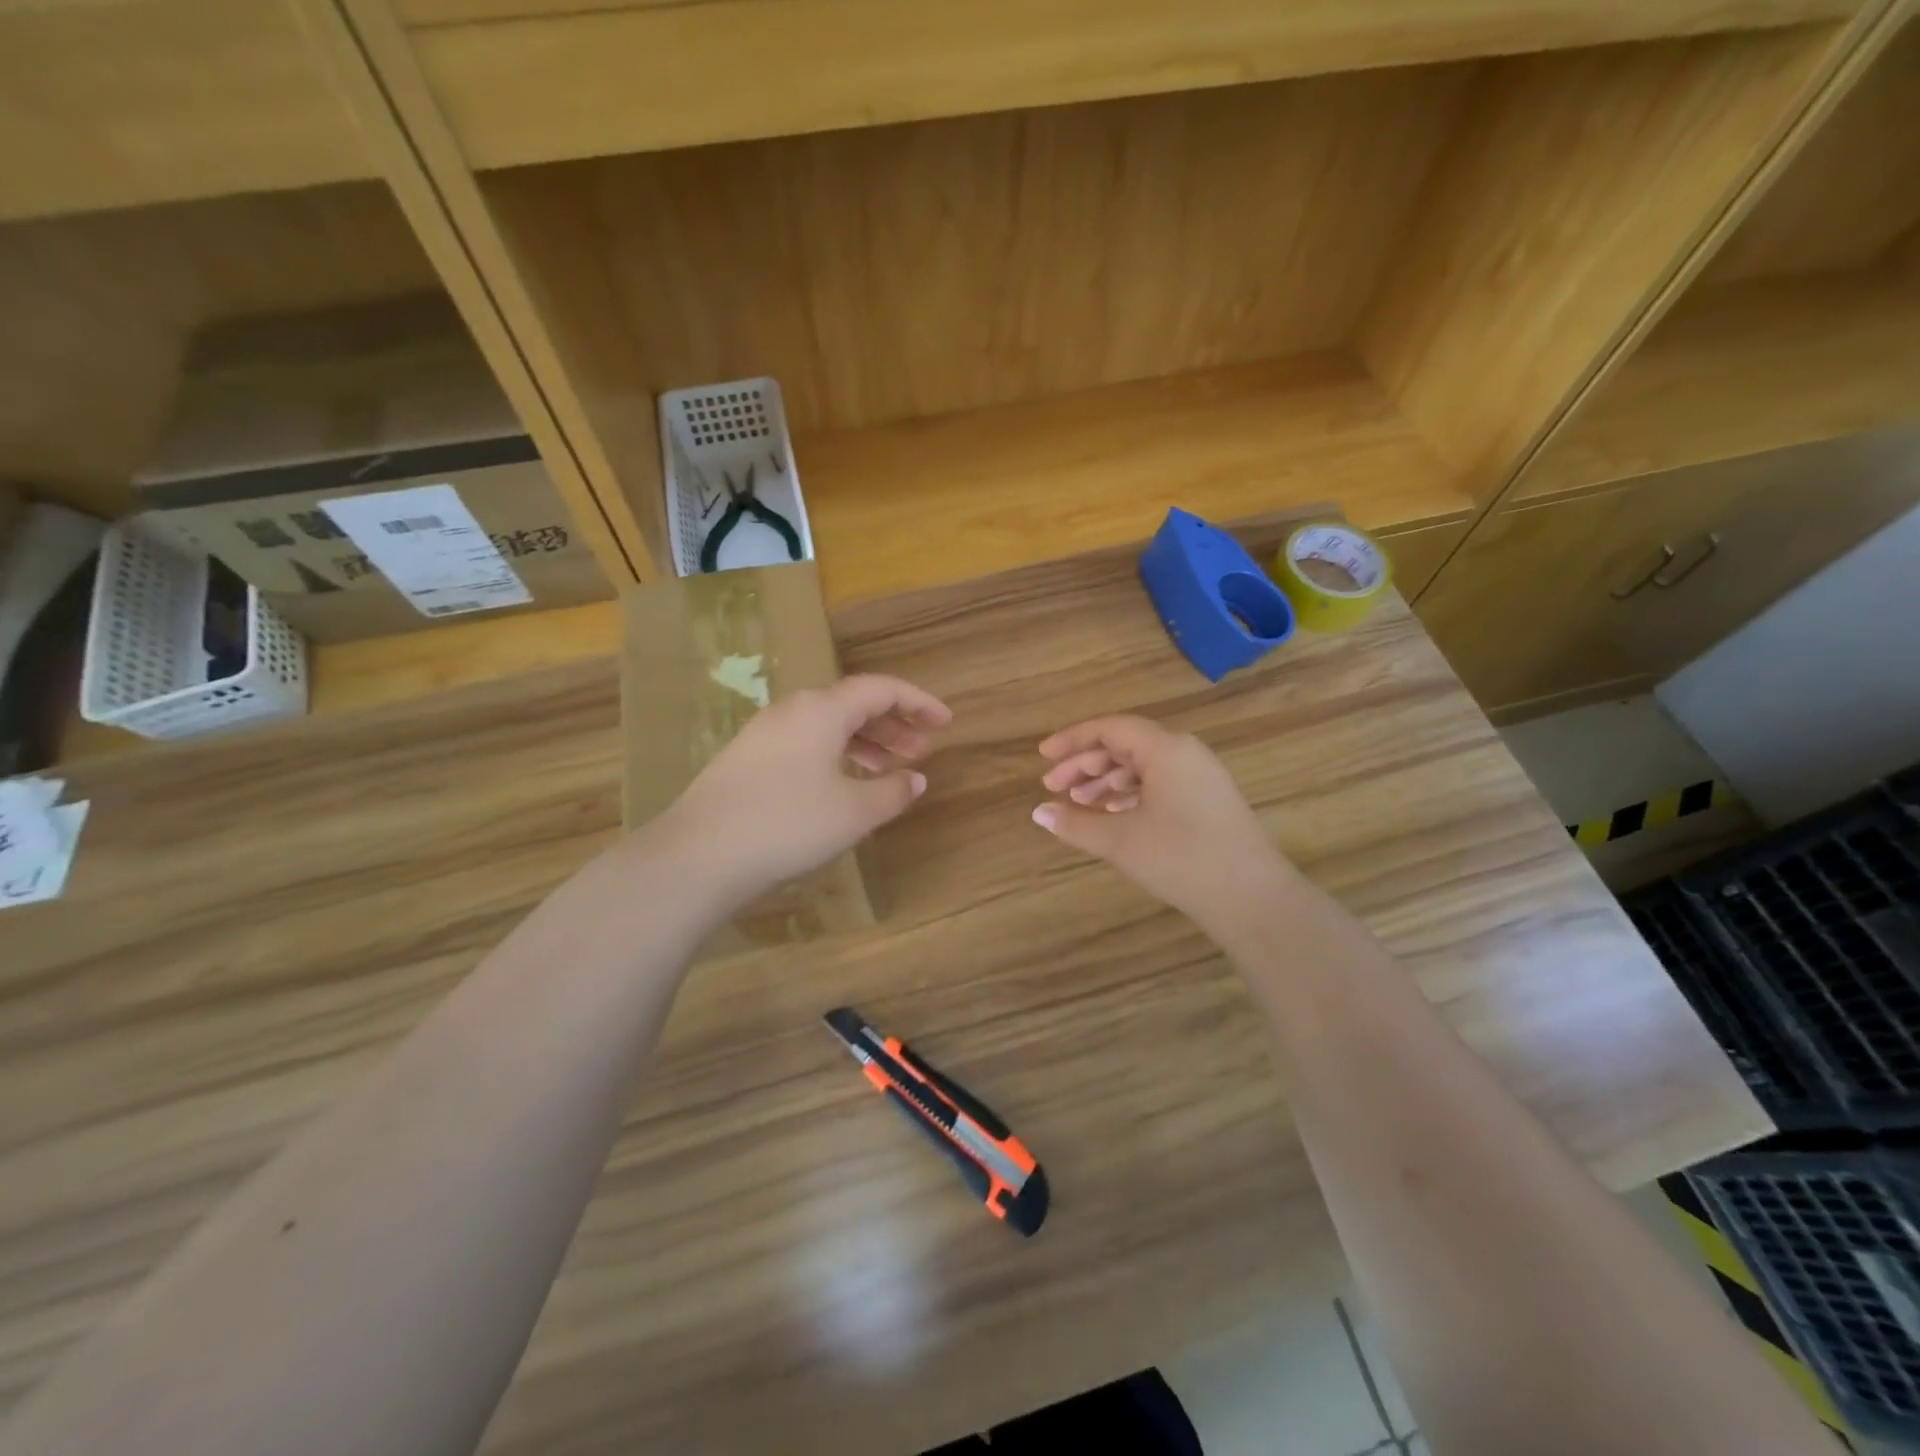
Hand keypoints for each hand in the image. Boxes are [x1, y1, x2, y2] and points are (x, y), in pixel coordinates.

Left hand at [661, 674, 950, 906]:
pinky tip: (843, 785)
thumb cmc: (789, 824)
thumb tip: (916, 779)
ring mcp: (764, 733)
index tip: (944, 722)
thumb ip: (893, 791)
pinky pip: (805, 743)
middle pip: (852, 704)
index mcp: (822, 709)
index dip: (918, 702)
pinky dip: (835, 755)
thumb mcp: (854, 812)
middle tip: (920, 748)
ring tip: (889, 769)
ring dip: (864, 742)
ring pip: (827, 726)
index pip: (880, 689)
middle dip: (892, 724)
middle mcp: (793, 710)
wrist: (699, 854)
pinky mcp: (747, 758)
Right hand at [1032, 715, 1296, 926]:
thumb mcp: (1120, 840)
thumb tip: (1038, 813)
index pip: (1110, 728)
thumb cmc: (1181, 858)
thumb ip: (1075, 823)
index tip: (1043, 756)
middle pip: (1125, 745)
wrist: (1252, 897)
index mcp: (1165, 748)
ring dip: (1106, 781)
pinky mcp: (1208, 800)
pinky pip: (1159, 783)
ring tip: (1078, 803)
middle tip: (1053, 787)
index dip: (1072, 739)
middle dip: (1085, 764)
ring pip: (1142, 766)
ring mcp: (1200, 776)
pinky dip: (1130, 794)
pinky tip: (1111, 814)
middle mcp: (1185, 753)